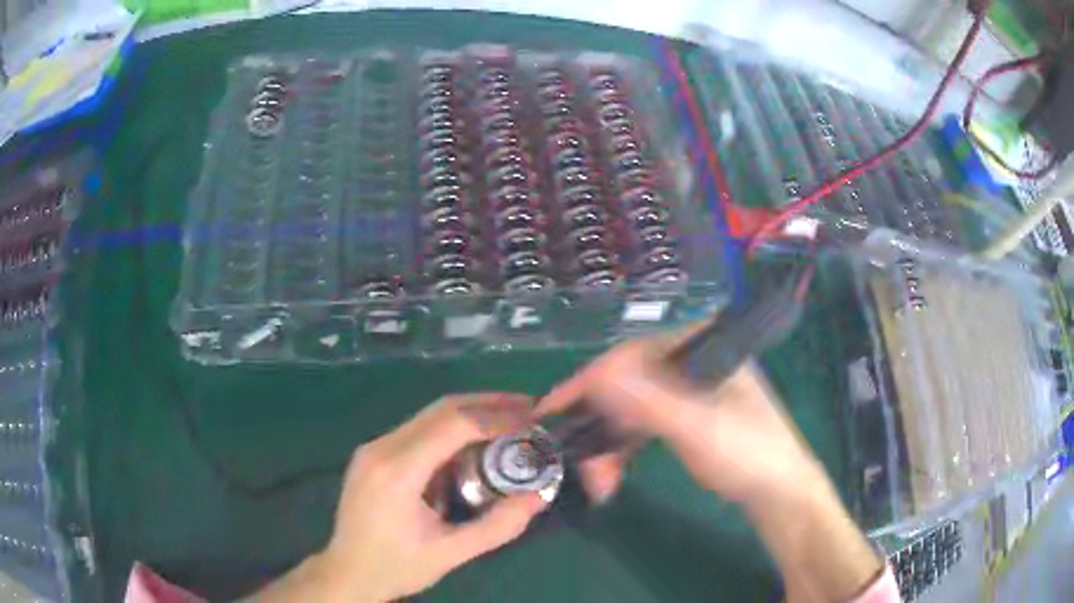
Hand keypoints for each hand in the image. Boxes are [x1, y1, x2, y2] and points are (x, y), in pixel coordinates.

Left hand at [251, 394, 547, 602]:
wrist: (347, 572)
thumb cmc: (397, 566)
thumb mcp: (450, 554)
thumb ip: (497, 526)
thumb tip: (539, 496)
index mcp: (397, 472)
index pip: (452, 425)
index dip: (496, 416)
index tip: (532, 417)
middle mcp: (381, 448)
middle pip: (441, 409)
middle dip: (488, 404)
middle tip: (529, 408)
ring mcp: (373, 448)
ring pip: (429, 415)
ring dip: (471, 413)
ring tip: (509, 420)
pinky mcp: (373, 454)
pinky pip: (417, 429)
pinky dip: (451, 429)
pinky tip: (473, 442)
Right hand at [538, 332, 825, 506]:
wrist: (779, 493)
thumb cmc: (749, 453)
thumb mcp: (699, 426)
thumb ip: (650, 401)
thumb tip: (596, 374)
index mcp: (700, 347)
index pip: (632, 354)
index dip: (588, 382)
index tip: (550, 410)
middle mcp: (690, 361)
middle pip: (626, 384)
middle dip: (598, 426)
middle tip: (578, 463)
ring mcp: (686, 391)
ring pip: (629, 409)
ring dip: (607, 446)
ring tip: (599, 483)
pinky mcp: (684, 417)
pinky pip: (640, 427)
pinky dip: (622, 451)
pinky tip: (612, 476)